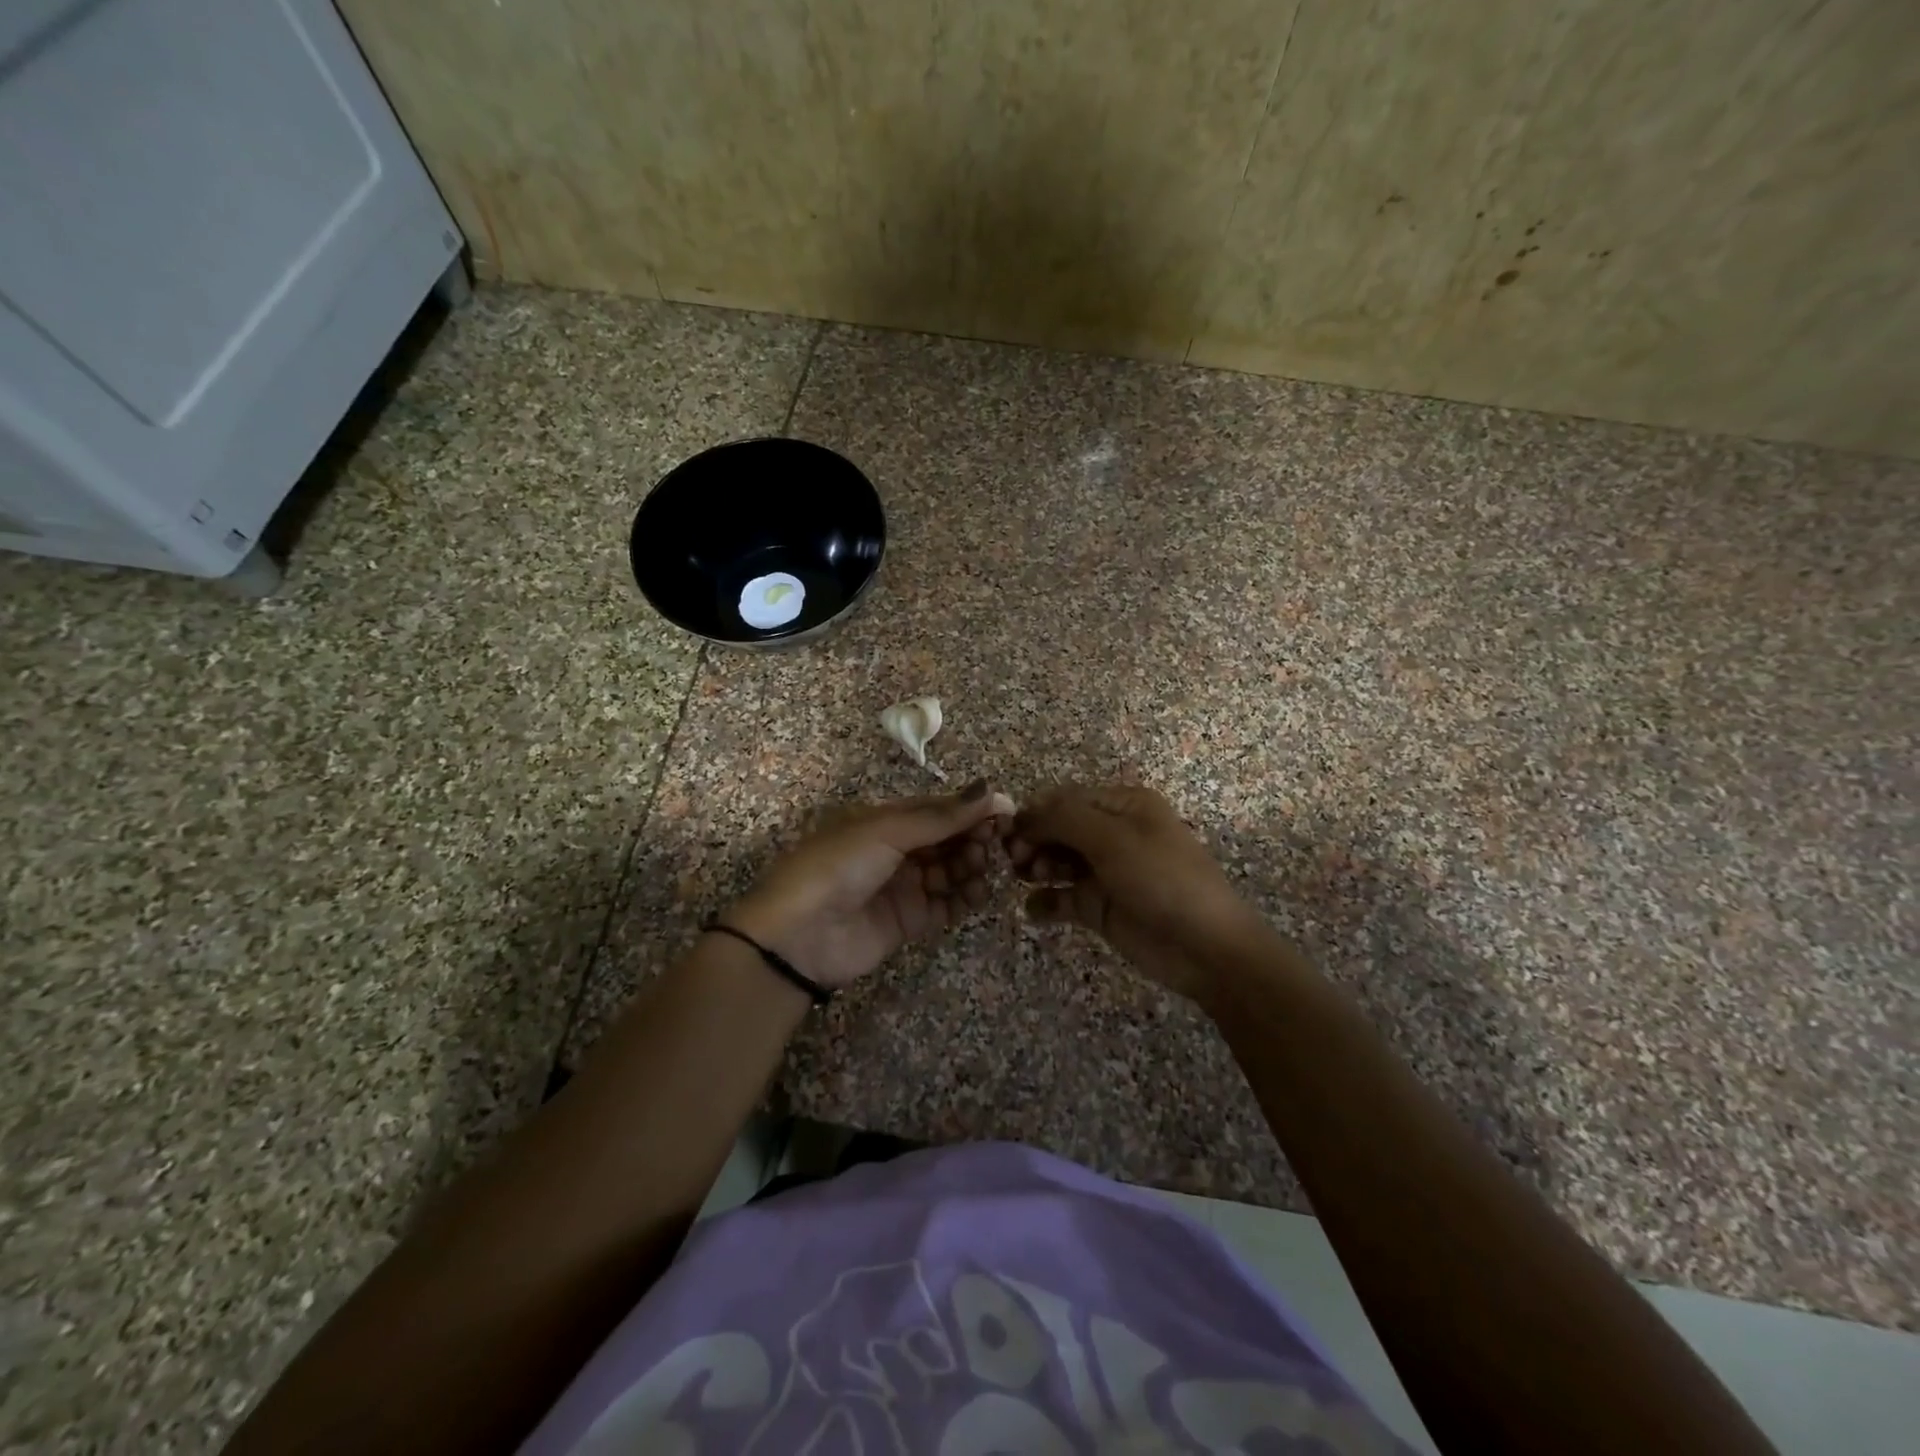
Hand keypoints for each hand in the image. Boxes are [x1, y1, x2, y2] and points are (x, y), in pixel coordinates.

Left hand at [725, 780, 1016, 989]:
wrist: (798, 936)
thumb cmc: (838, 867)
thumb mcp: (886, 831)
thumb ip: (940, 816)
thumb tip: (990, 789)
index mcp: (886, 820)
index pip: (939, 809)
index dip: (972, 809)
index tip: (1007, 811)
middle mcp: (898, 850)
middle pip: (948, 839)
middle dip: (974, 837)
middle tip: (997, 842)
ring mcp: (905, 887)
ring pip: (952, 871)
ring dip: (972, 866)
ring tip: (984, 867)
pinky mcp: (910, 921)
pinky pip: (947, 906)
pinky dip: (965, 899)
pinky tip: (979, 892)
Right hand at [1007, 783, 1259, 999]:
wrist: (1206, 948)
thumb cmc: (1162, 880)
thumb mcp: (1114, 839)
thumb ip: (1064, 819)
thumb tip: (1023, 814)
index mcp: (1123, 805)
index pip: (1066, 799)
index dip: (1035, 812)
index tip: (1008, 832)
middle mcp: (1113, 833)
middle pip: (1058, 828)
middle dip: (1033, 840)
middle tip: (1016, 861)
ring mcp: (1105, 871)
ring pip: (1057, 860)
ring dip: (1036, 867)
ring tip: (1027, 879)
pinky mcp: (1100, 907)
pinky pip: (1062, 898)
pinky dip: (1045, 901)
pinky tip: (1034, 910)